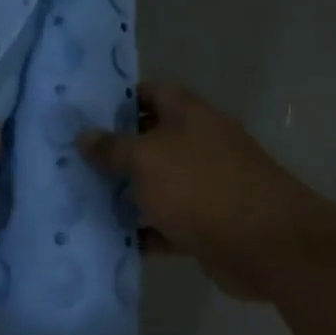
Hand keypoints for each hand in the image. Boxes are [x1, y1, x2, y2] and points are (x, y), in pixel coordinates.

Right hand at [76, 82, 334, 299]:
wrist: (264, 243)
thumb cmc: (199, 185)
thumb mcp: (145, 158)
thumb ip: (112, 147)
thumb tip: (83, 134)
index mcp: (188, 113)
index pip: (149, 91)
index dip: (117, 99)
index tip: (83, 115)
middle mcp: (198, 142)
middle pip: (150, 139)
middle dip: (114, 151)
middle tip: (71, 160)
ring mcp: (204, 184)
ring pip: (157, 184)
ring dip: (126, 194)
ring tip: (81, 199)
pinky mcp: (207, 223)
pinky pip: (167, 223)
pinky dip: (144, 231)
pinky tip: (110, 239)